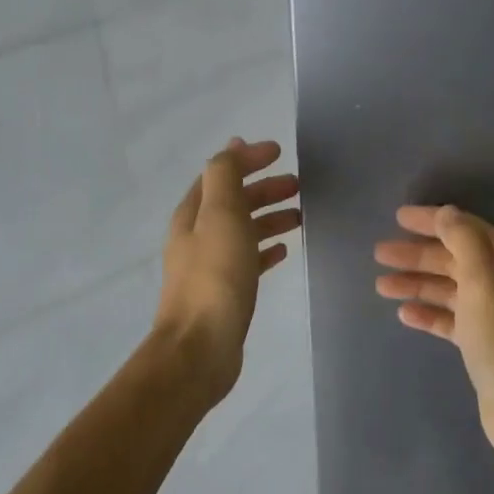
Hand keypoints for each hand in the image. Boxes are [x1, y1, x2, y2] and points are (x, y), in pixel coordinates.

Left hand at [155, 138, 300, 403]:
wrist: (200, 348)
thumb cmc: (215, 277)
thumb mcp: (221, 215)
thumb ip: (226, 176)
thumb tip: (233, 145)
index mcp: (192, 215)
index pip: (220, 174)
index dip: (248, 160)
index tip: (280, 152)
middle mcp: (197, 237)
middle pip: (233, 202)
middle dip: (263, 189)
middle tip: (299, 186)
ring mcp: (210, 267)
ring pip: (243, 231)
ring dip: (269, 218)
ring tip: (300, 216)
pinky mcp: (225, 293)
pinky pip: (248, 261)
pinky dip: (265, 249)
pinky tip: (284, 252)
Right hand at [375, 205, 493, 474]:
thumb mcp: (484, 283)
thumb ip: (465, 242)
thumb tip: (447, 213)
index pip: (469, 231)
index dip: (434, 221)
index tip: (398, 218)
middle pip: (456, 260)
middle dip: (419, 255)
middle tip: (380, 254)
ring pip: (450, 291)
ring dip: (418, 284)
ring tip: (382, 285)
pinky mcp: (484, 347)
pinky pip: (451, 321)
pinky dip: (429, 314)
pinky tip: (404, 314)